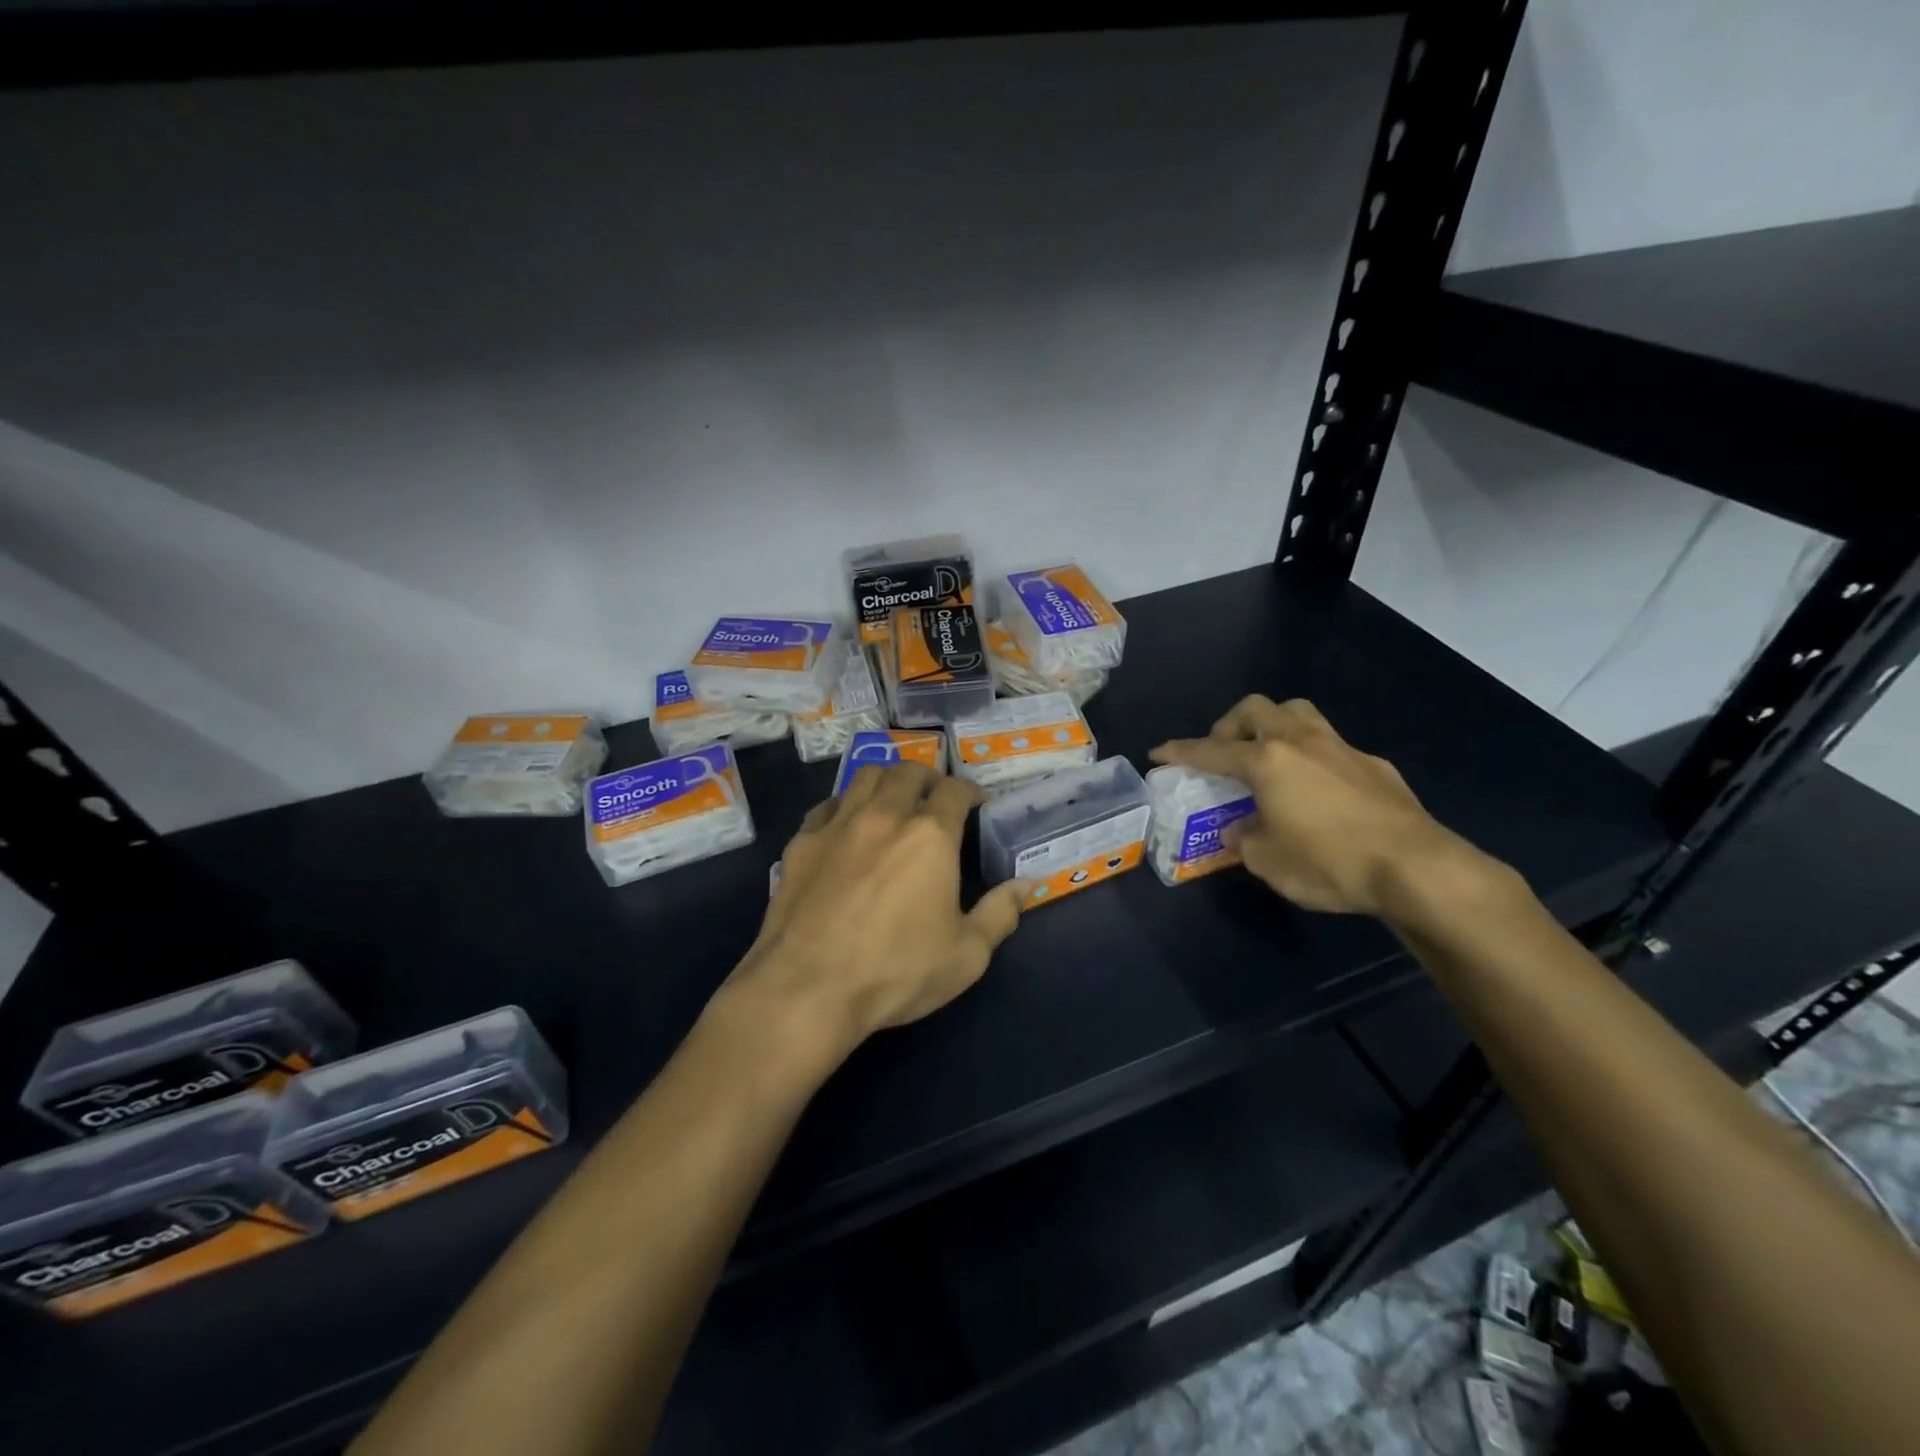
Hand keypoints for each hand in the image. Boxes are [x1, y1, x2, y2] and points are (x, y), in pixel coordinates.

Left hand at [732, 762, 1027, 1058]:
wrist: (807, 990)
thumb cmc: (896, 972)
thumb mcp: (967, 955)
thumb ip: (1000, 914)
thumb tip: (1025, 885)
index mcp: (930, 836)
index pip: (954, 790)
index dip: (968, 791)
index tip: (974, 802)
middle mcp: (884, 816)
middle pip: (908, 772)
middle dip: (928, 778)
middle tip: (934, 799)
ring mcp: (837, 825)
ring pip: (865, 777)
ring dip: (887, 781)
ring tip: (893, 802)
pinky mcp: (801, 843)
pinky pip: (828, 805)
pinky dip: (845, 805)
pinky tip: (847, 827)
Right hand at [1151, 695, 1477, 917]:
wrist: (1416, 868)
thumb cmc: (1328, 862)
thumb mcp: (1268, 860)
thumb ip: (1244, 839)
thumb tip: (1239, 829)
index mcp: (1266, 761)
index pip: (1211, 750)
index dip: (1180, 752)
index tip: (1159, 753)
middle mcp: (1300, 742)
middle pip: (1256, 709)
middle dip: (1230, 724)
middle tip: (1223, 751)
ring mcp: (1341, 749)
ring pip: (1298, 714)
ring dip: (1273, 726)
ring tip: (1267, 757)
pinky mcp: (1374, 765)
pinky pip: (1331, 746)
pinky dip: (1311, 756)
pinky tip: (1317, 789)